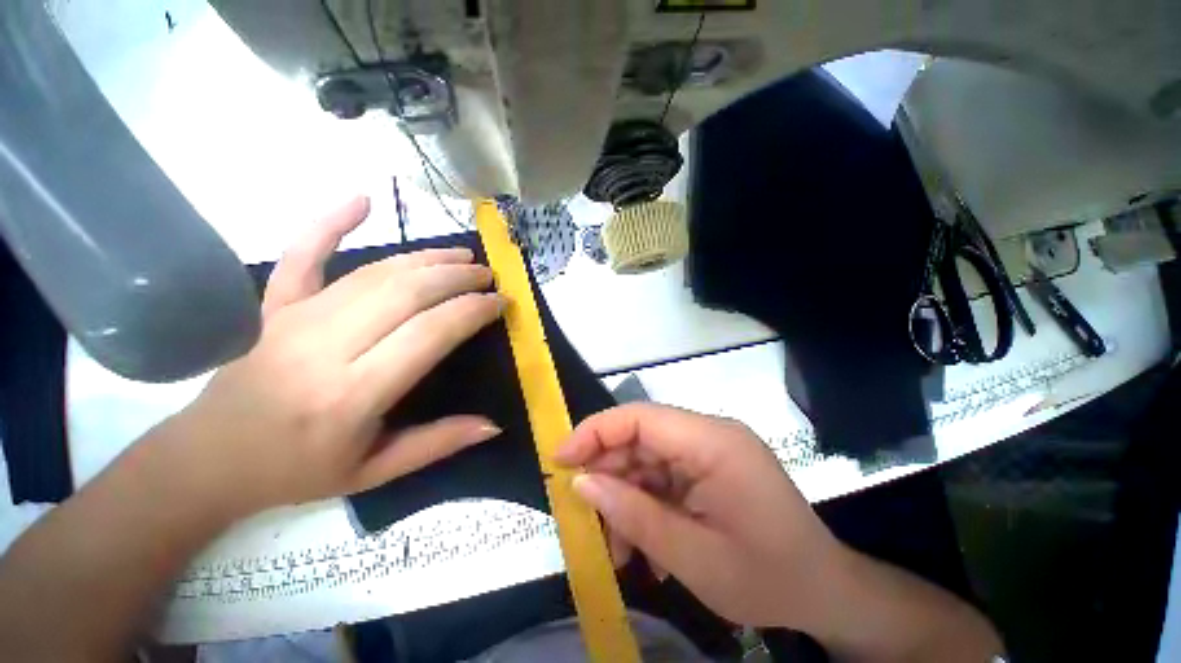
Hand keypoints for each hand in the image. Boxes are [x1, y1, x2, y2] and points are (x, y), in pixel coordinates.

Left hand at [166, 197, 503, 515]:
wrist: (208, 460)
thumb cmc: (296, 471)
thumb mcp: (375, 472)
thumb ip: (438, 444)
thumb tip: (494, 424)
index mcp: (353, 394)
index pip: (429, 333)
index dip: (471, 311)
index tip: (498, 302)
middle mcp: (325, 347)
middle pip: (406, 292)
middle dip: (457, 277)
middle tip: (487, 276)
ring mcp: (293, 318)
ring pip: (374, 272)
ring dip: (425, 258)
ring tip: (461, 255)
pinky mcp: (271, 305)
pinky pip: (302, 254)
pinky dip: (330, 222)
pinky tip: (361, 200)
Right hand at [555, 403, 844, 630]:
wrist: (827, 593)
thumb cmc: (768, 578)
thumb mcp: (692, 557)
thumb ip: (633, 515)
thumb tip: (581, 483)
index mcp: (713, 442)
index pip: (640, 417)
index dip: (595, 431)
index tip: (560, 459)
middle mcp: (711, 434)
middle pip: (641, 437)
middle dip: (608, 473)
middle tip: (584, 514)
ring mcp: (711, 450)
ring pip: (648, 459)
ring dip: (626, 497)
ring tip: (616, 546)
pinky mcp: (711, 467)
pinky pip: (665, 475)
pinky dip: (647, 504)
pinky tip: (645, 544)